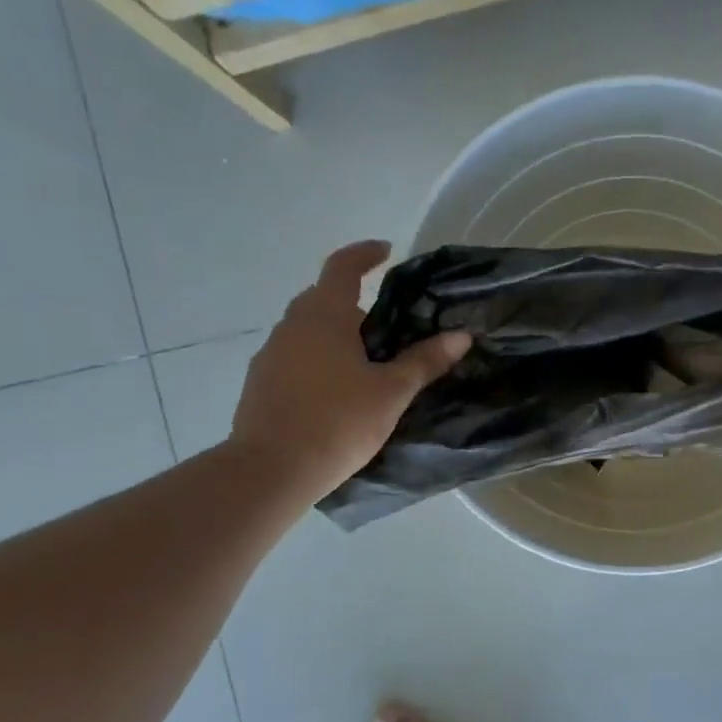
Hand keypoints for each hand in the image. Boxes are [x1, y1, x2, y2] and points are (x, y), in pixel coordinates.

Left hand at [229, 241, 469, 497]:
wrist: (272, 469)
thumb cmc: (338, 422)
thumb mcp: (391, 392)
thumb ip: (424, 361)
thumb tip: (461, 336)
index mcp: (323, 316)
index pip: (342, 267)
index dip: (365, 254)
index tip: (385, 251)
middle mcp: (291, 326)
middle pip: (323, 299)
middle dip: (353, 304)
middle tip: (385, 329)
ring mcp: (269, 354)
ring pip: (306, 331)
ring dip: (333, 336)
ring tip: (363, 365)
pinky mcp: (259, 384)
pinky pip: (294, 358)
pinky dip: (316, 361)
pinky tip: (334, 393)